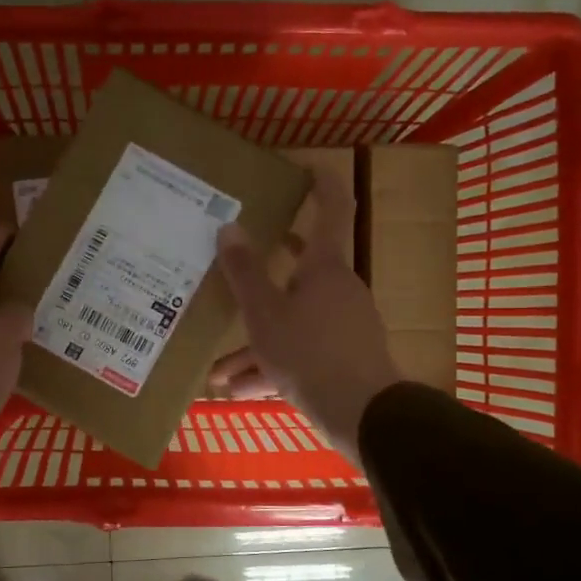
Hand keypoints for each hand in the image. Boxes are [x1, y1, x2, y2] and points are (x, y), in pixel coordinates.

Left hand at [0, 225, 31, 493]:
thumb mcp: (3, 334)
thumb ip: (18, 314)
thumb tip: (19, 314)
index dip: (2, 234)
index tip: (32, 237)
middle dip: (12, 278)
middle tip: (50, 283)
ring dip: (9, 317)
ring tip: (46, 323)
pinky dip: (1, 350)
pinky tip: (27, 363)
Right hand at [211, 168, 403, 461]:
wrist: (361, 414)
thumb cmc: (309, 352)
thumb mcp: (264, 314)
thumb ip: (244, 272)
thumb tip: (228, 226)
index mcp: (324, 268)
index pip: (332, 209)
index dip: (323, 185)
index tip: (309, 167)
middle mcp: (337, 290)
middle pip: (300, 271)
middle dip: (264, 274)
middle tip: (242, 258)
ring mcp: (343, 326)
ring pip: (292, 321)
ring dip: (255, 341)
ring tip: (218, 369)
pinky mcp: (342, 359)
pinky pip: (300, 352)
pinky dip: (271, 365)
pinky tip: (240, 390)